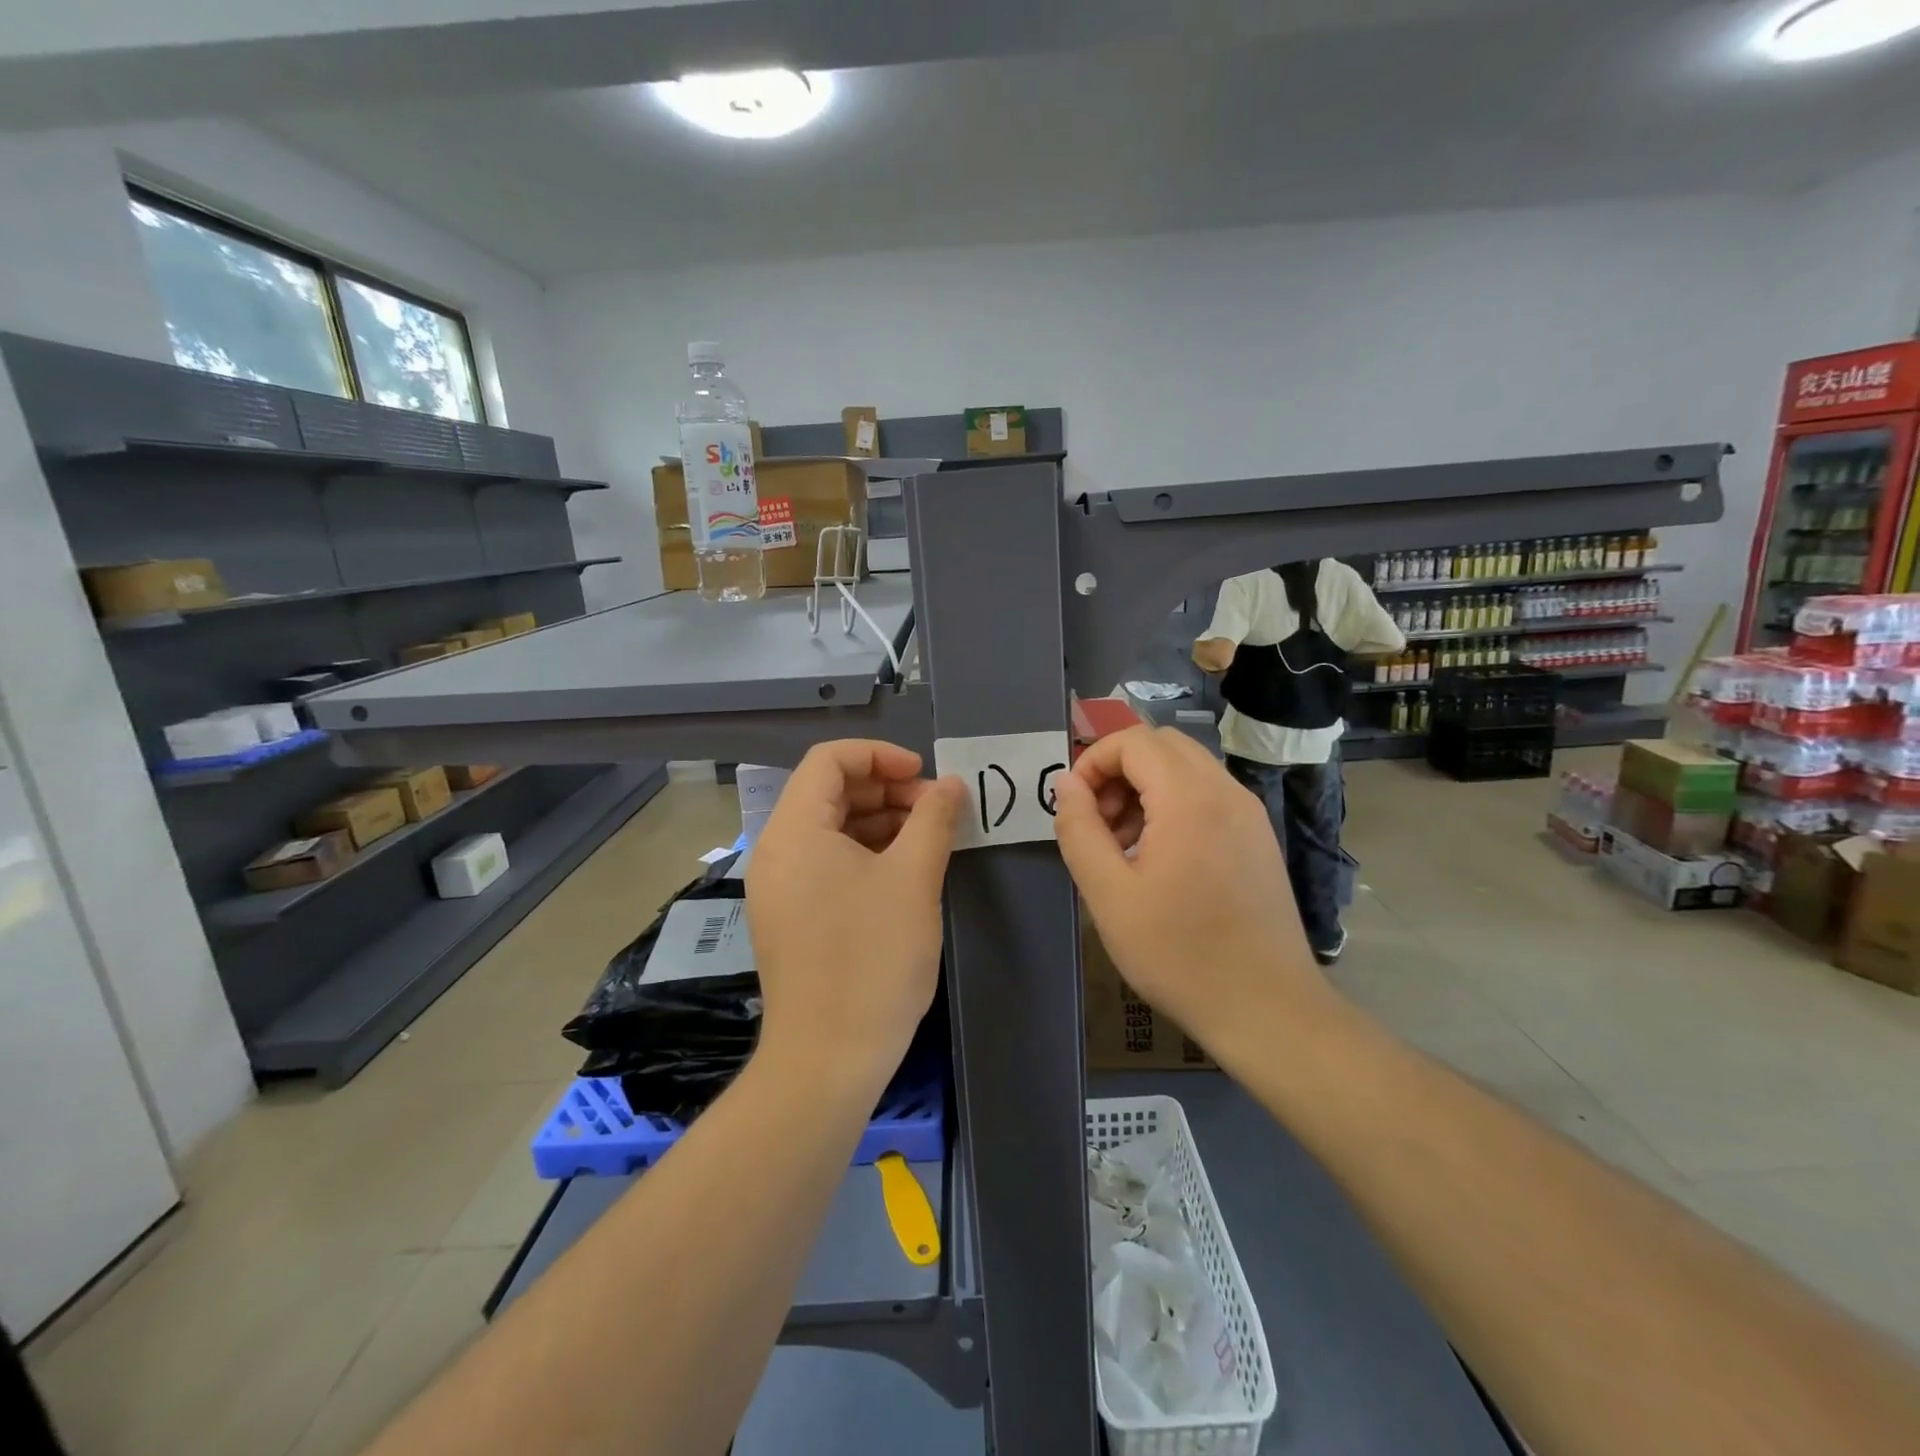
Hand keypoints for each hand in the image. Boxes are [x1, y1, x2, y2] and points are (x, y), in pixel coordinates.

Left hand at [746, 740, 963, 1086]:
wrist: (827, 1060)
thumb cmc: (872, 959)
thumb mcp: (913, 879)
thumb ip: (934, 819)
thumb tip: (951, 784)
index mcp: (795, 830)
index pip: (829, 759)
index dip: (881, 755)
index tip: (925, 776)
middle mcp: (776, 850)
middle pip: (829, 791)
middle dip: (886, 789)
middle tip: (936, 809)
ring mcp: (779, 886)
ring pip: (830, 828)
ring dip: (880, 821)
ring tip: (928, 837)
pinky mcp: (789, 916)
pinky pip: (826, 862)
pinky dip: (865, 853)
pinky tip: (904, 870)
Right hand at [1052, 727, 1329, 1056]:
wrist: (1267, 1008)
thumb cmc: (1179, 953)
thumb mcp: (1108, 895)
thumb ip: (1079, 830)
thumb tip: (1066, 784)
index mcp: (1189, 798)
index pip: (1133, 740)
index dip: (1093, 761)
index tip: (1074, 806)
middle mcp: (1226, 791)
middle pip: (1162, 745)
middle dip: (1119, 770)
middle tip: (1098, 822)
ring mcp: (1249, 813)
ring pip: (1186, 768)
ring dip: (1145, 788)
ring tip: (1123, 846)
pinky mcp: (1258, 837)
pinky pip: (1208, 795)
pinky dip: (1173, 805)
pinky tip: (1160, 859)